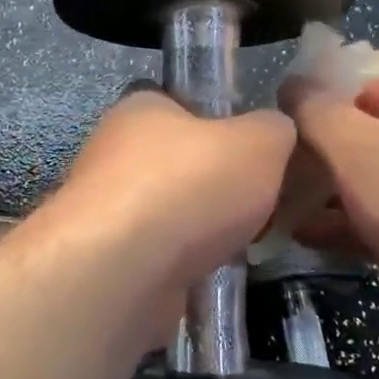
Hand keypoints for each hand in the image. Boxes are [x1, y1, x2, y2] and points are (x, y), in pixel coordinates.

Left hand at [47, 88, 296, 289]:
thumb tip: (273, 132)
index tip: (252, 152)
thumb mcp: (259, 143)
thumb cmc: (189, 185)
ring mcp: (104, 207)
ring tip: (243, 244)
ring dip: (202, 229)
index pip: (179, 102)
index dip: (219, 122)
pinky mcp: (105, 257)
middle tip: (258, 204)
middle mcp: (113, 151)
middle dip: (215, 185)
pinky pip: (157, 254)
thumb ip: (273, 130)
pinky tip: (211, 276)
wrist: (122, 270)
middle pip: (176, 162)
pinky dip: (184, 265)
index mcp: (140, 108)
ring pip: (168, 212)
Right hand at [283, 55, 378, 378]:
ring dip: (321, 190)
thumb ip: (319, 112)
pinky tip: (303, 240)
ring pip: (368, 177)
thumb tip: (291, 83)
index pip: (361, 67)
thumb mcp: (364, 150)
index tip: (266, 112)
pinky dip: (345, 226)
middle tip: (261, 167)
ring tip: (268, 206)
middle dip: (310, 144)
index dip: (312, 82)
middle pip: (361, 124)